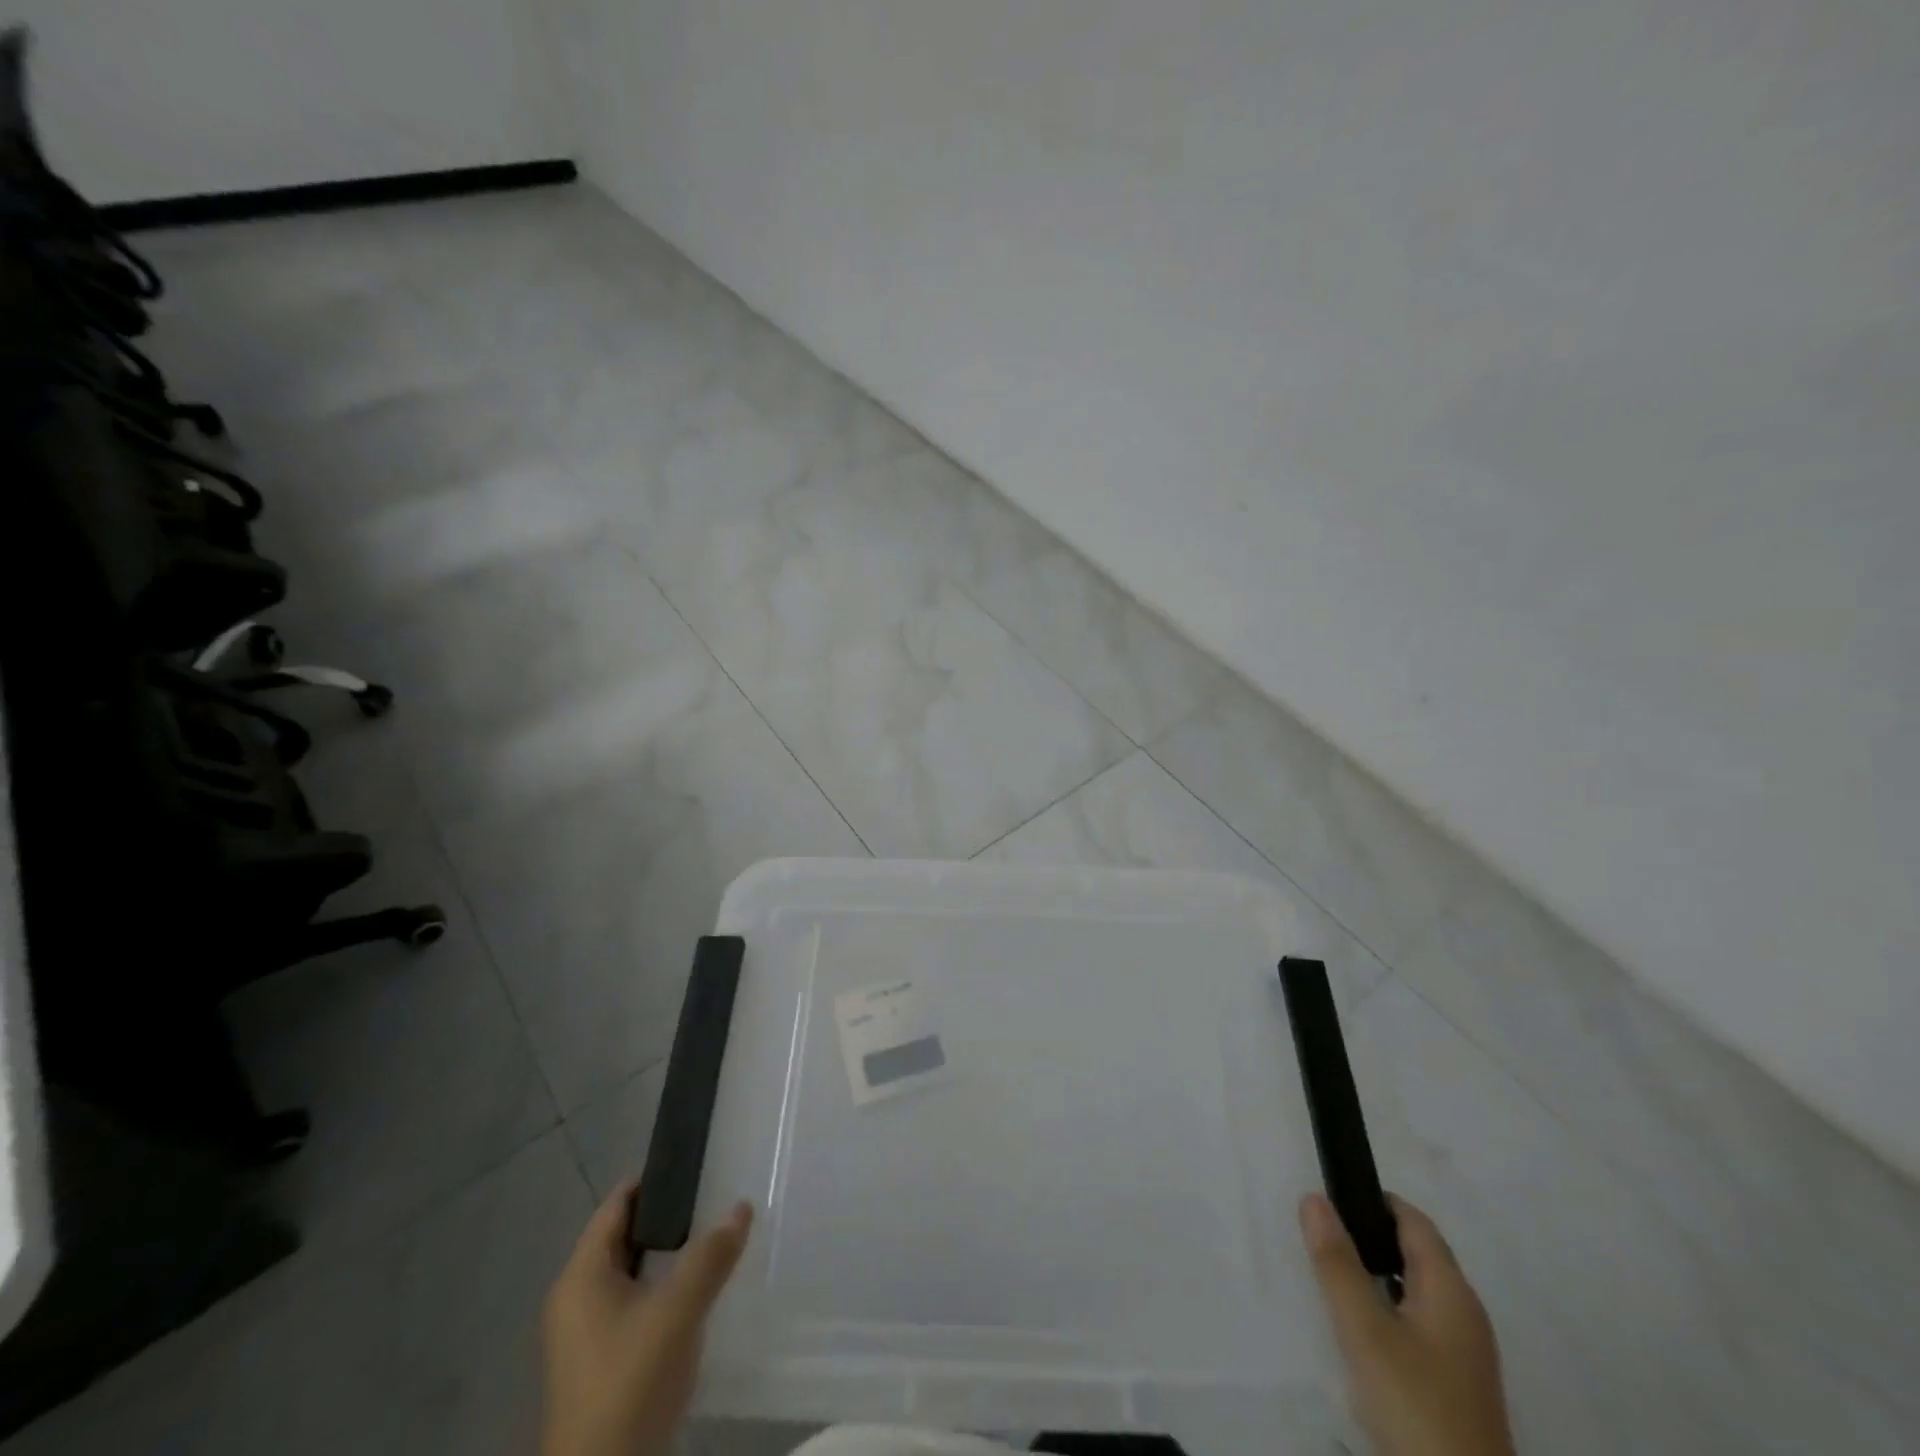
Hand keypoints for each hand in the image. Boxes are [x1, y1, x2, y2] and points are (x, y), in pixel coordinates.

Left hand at [541, 1180, 753, 1455]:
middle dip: (667, 1216)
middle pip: (623, 1237)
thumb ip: (710, 1256)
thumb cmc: (629, 1382)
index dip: (652, 1179)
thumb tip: (742, 1206)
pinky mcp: (599, 1363)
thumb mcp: (678, 1312)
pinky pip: (633, 1303)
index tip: (694, 1162)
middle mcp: (575, 1298)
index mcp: (581, 1276)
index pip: (616, 1205)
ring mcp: (584, 1334)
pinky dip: (662, 1287)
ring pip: (631, 1273)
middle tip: (714, 1195)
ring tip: (713, 1236)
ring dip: (667, 1255)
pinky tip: (696, 1291)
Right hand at [1300, 1192, 1514, 1455]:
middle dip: (1369, 1238)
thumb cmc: (1414, 1404)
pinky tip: (1362, 1331)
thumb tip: (1314, 1198)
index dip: (1373, 1201)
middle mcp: (1465, 1313)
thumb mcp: (1364, 1331)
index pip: (1414, 1221)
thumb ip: (1336, 1263)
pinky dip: (1387, 1308)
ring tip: (1333, 1279)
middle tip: (1321, 1238)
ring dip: (1376, 1274)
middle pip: (1416, 1253)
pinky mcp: (1457, 1383)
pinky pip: (1419, 1322)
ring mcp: (1465, 1352)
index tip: (1331, 1197)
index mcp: (1451, 1290)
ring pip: (1415, 1290)